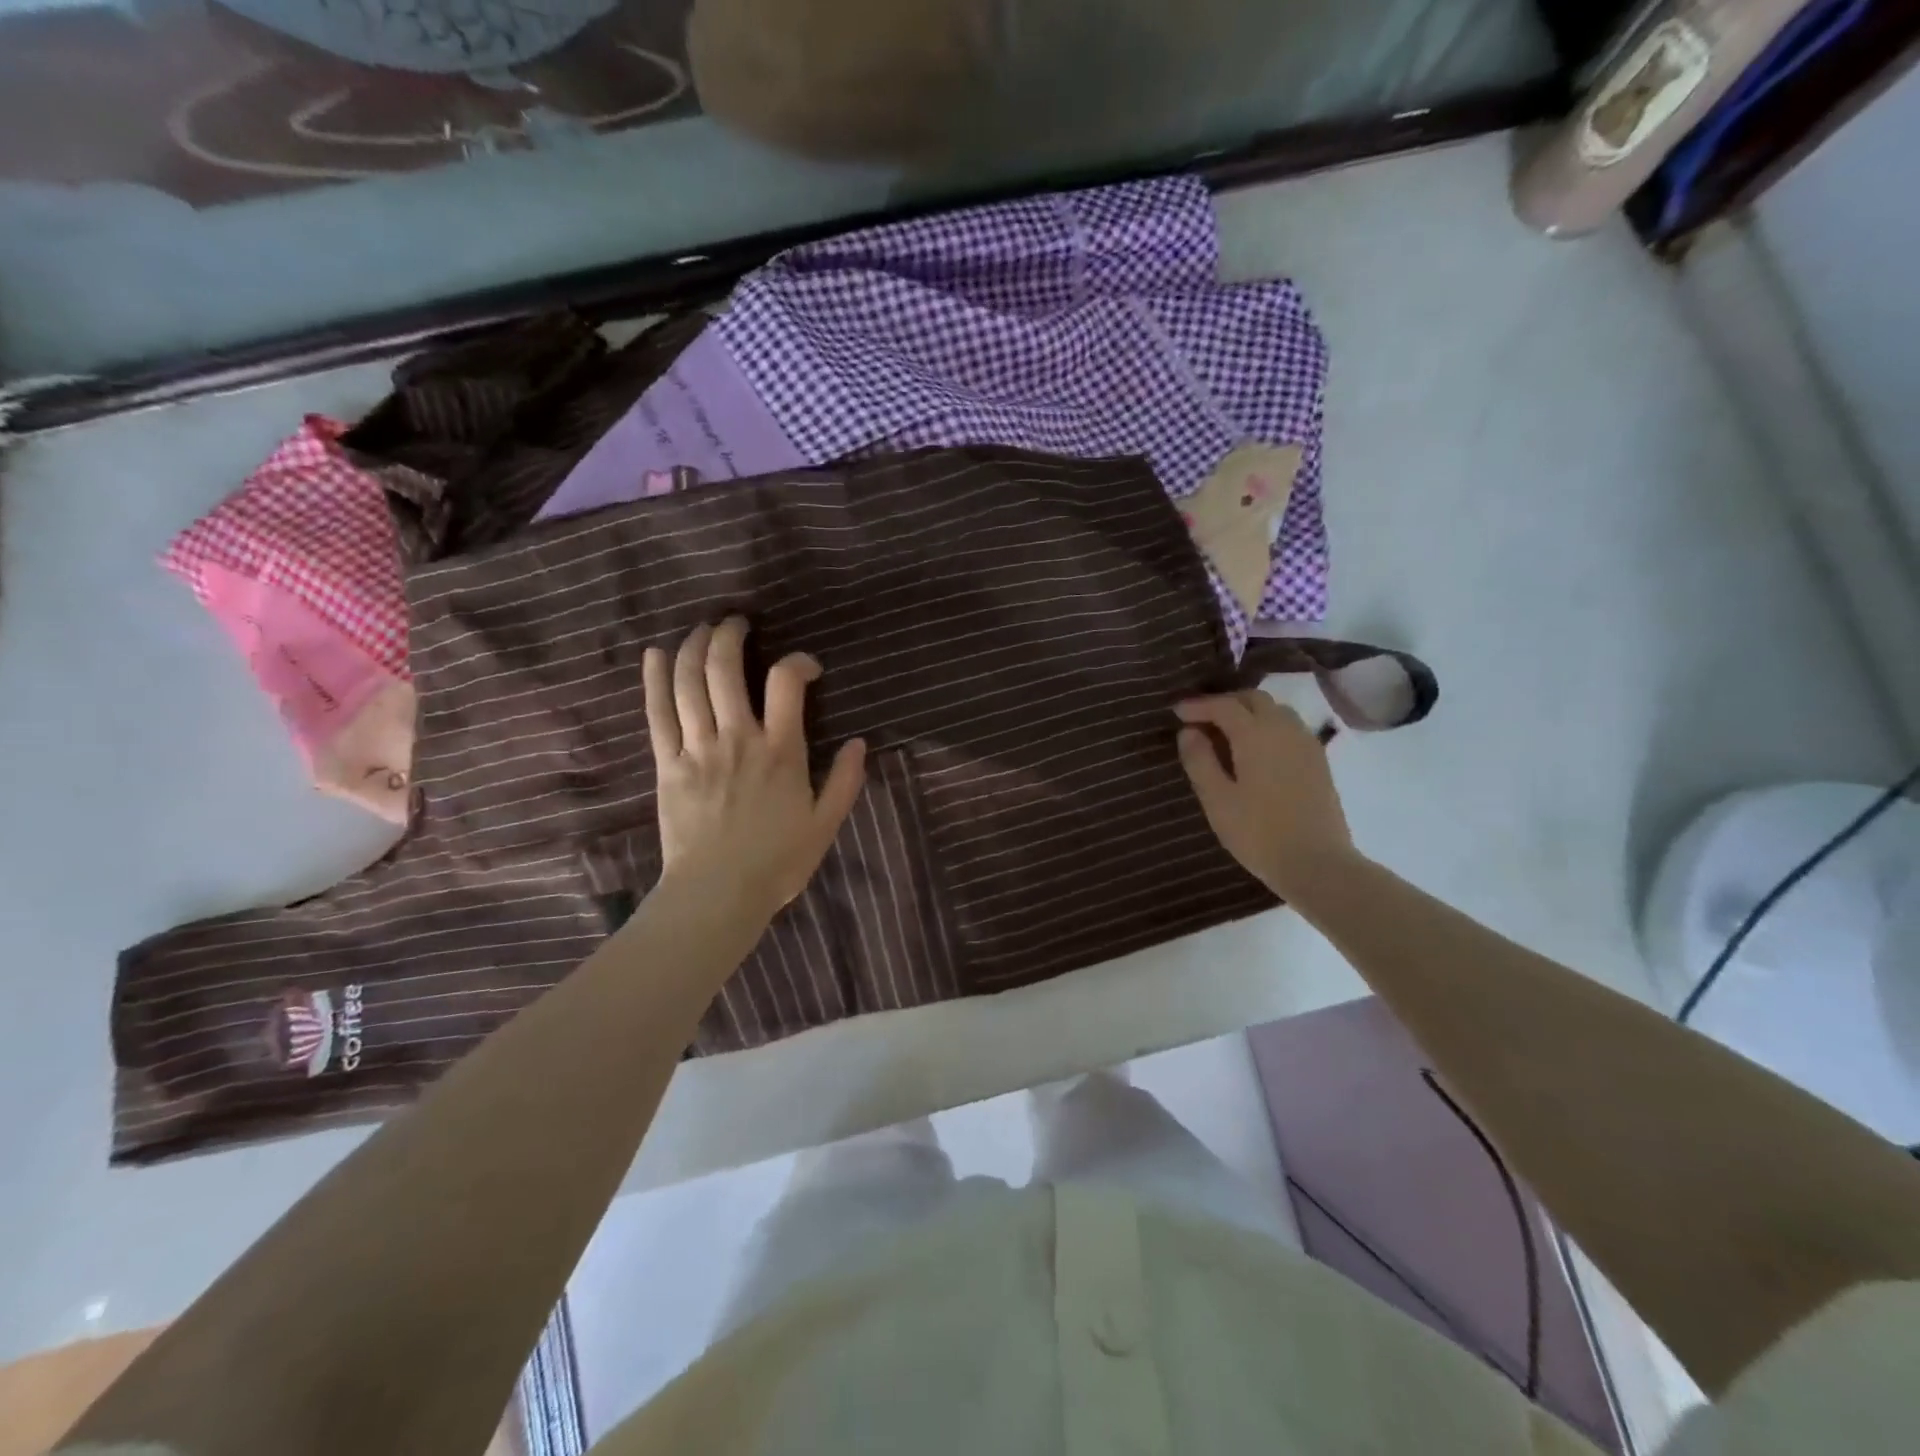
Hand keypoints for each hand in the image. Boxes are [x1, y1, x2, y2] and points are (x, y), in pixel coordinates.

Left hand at [644, 617, 866, 919]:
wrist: (717, 895)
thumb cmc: (777, 862)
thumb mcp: (825, 825)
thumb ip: (845, 781)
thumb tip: (859, 742)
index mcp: (780, 751)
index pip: (786, 683)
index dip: (798, 662)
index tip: (806, 668)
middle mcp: (737, 738)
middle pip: (726, 669)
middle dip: (730, 635)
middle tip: (737, 623)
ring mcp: (698, 749)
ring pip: (689, 683)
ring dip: (695, 647)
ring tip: (703, 629)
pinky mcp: (668, 764)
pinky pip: (657, 714)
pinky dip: (656, 680)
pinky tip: (657, 654)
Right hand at [1175, 691, 1356, 901]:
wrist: (1317, 863)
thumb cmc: (1259, 833)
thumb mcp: (1217, 799)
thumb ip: (1199, 760)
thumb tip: (1188, 732)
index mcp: (1256, 734)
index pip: (1224, 706)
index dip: (1198, 705)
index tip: (1176, 712)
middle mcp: (1284, 729)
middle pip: (1254, 699)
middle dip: (1225, 702)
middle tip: (1201, 718)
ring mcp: (1306, 744)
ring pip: (1276, 711)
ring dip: (1249, 712)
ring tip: (1227, 733)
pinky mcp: (1319, 761)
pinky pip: (1290, 728)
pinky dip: (1268, 726)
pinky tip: (1256, 750)